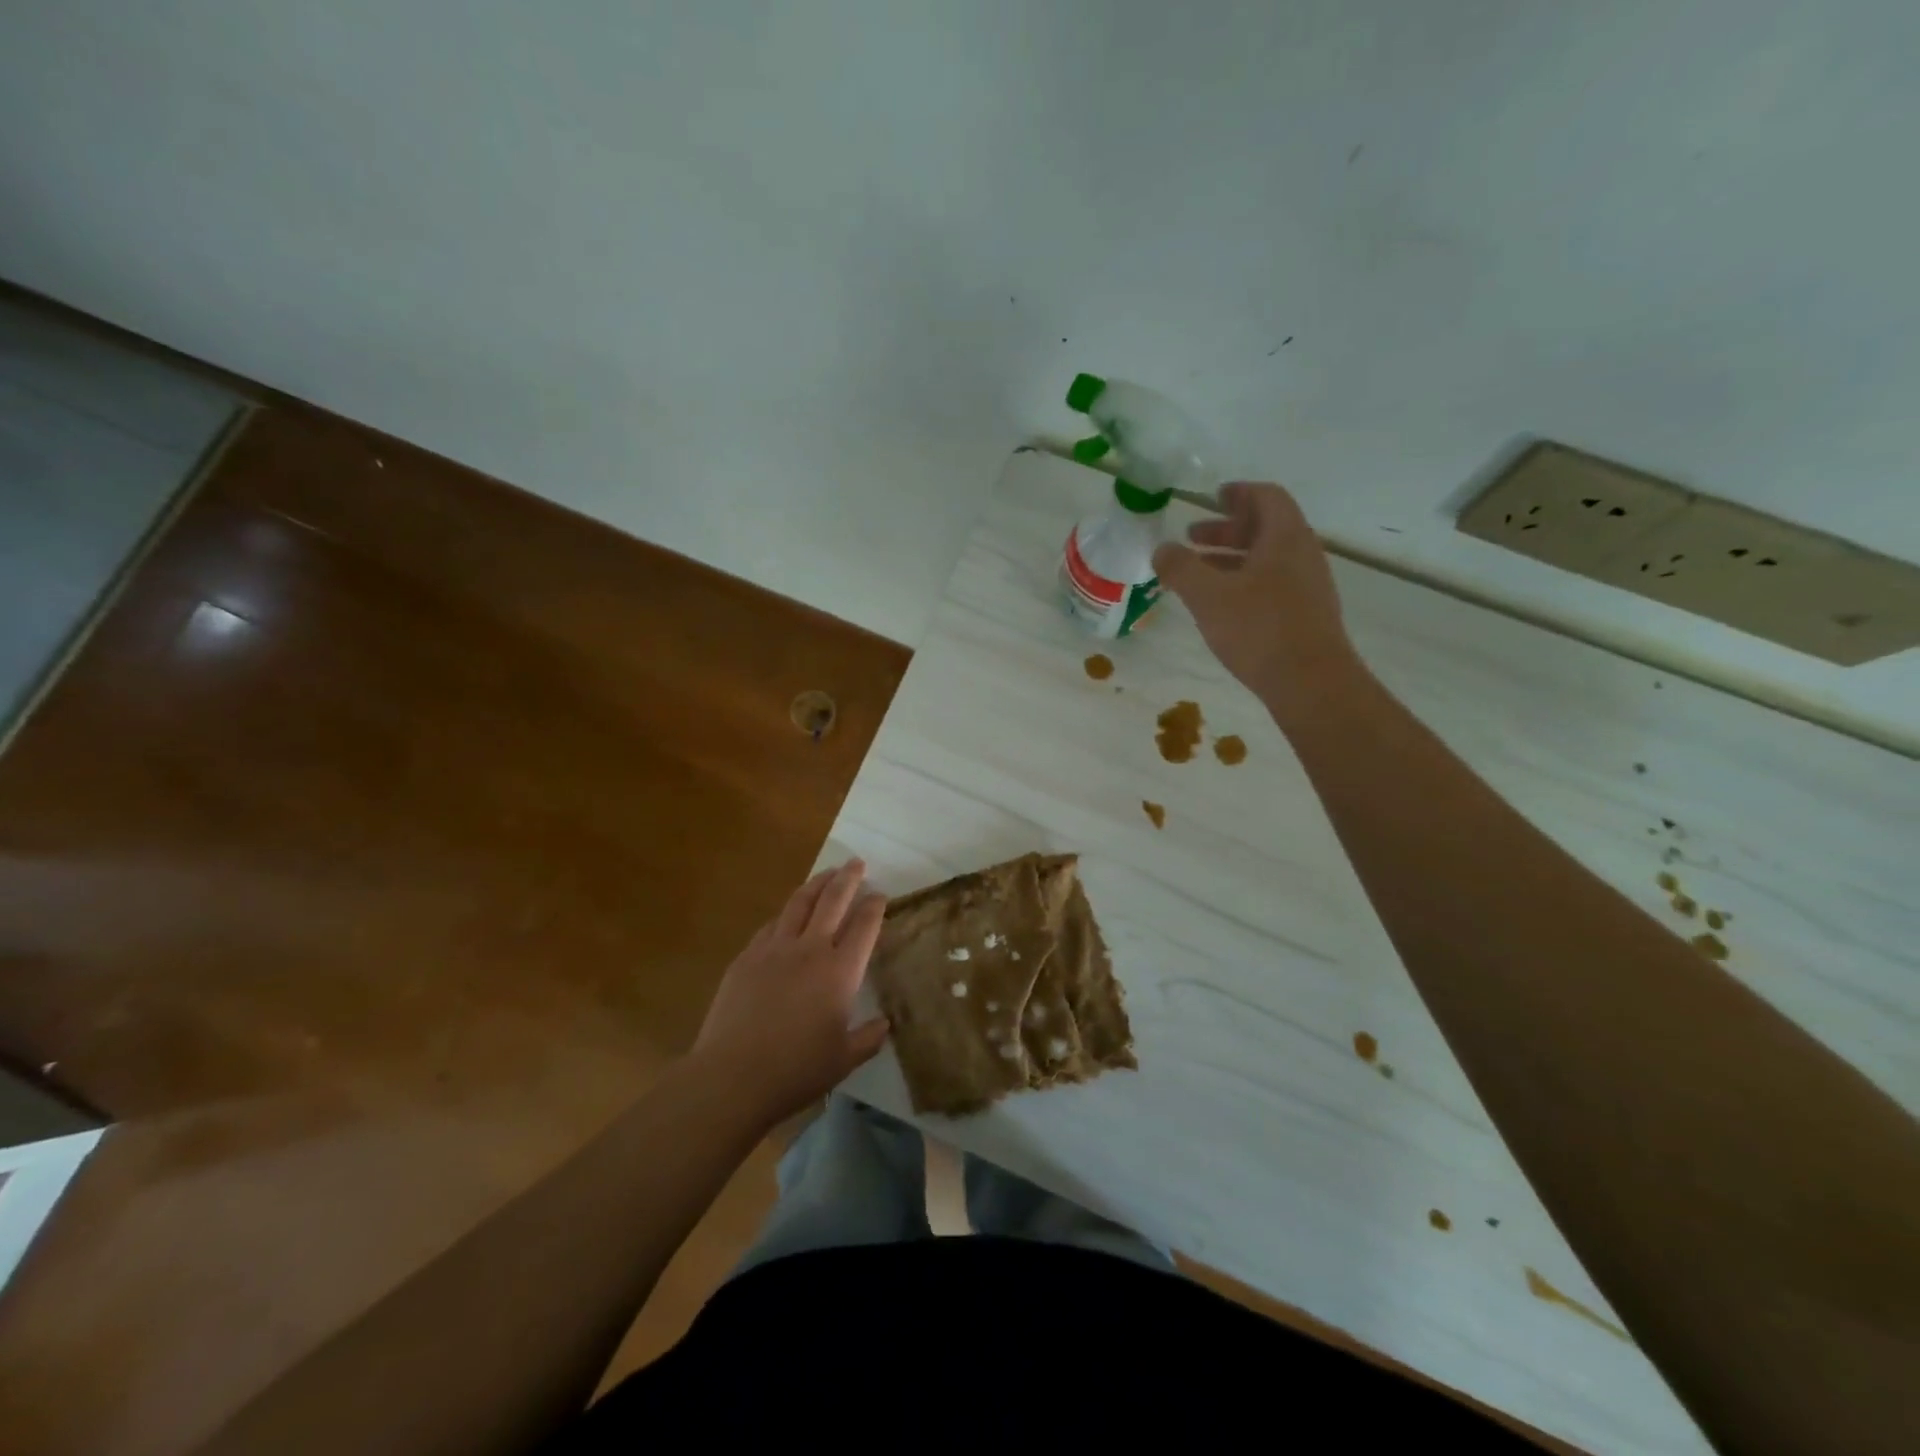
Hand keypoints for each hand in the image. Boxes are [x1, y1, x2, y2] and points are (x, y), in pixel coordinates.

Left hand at [689, 860, 890, 1126]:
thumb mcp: (844, 1060)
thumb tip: (885, 1024)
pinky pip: (771, 926)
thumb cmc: (796, 1070)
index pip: (863, 926)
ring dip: (816, 884)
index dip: (874, 907)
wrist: (733, 1076)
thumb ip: (869, 1038)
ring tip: (827, 874)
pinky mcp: (746, 958)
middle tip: (857, 863)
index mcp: (840, 971)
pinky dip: (786, 914)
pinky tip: (788, 915)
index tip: (880, 894)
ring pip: (799, 904)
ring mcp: (774, 950)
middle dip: (848, 879)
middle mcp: (810, 950)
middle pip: (832, 901)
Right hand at [1152, 482, 1361, 719]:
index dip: (1238, 493)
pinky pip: (1273, 583)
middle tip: (1193, 537)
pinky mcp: (1307, 614)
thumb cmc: (1258, 629)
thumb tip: (1162, 548)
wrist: (1311, 682)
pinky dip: (1245, 581)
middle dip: (1228, 528)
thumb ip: (1181, 568)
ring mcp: (1309, 585)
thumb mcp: (1208, 596)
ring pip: (1268, 558)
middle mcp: (1302, 554)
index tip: (1213, 497)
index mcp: (1284, 537)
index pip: (1266, 496)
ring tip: (1200, 573)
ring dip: (1233, 557)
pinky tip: (1223, 605)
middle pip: (1266, 527)